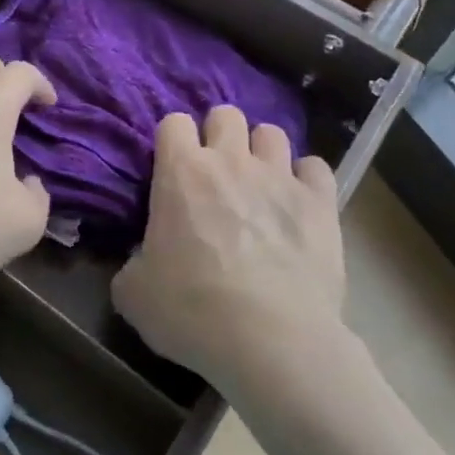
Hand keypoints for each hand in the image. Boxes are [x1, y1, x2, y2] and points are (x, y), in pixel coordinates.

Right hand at [113, 106, 345, 388]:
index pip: (173, 122)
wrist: (270, 340)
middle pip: (225, 114)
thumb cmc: (191, 311)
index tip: (172, 167)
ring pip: (272, 132)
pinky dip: (305, 180)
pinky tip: (299, 203)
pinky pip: (315, 167)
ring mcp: (280, 177)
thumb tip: (143, 257)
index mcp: (181, 173)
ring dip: (261, 152)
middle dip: (218, 135)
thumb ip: (134, 261)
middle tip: (215, 171)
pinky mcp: (321, 202)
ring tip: (259, 183)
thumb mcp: (133, 293)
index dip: (172, 140)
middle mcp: (231, 161)